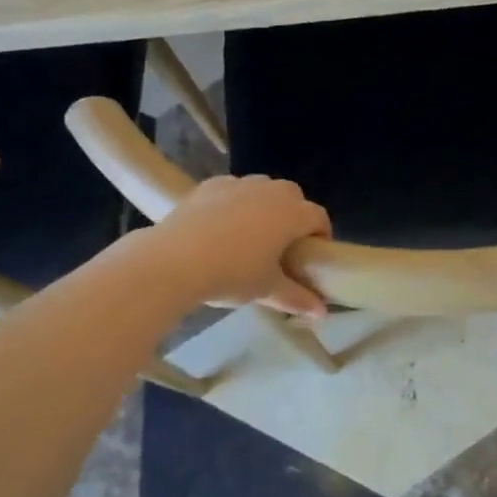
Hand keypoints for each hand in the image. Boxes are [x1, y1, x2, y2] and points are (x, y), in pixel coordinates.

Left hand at [151, 174, 332, 315]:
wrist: (174, 260)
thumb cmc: (232, 274)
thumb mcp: (267, 289)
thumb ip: (297, 298)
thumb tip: (322, 313)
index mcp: (292, 214)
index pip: (319, 218)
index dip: (321, 235)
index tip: (311, 255)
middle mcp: (270, 191)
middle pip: (294, 197)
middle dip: (294, 215)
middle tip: (282, 245)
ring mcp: (238, 184)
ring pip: (263, 188)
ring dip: (265, 205)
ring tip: (251, 233)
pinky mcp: (210, 185)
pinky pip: (232, 189)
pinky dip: (234, 202)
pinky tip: (220, 225)